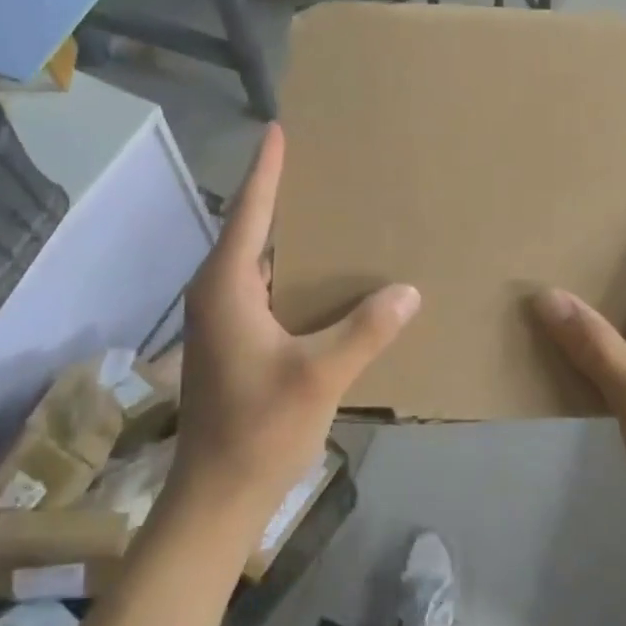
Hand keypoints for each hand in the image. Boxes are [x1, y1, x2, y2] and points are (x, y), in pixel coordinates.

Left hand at [170, 124, 419, 529]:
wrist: (218, 496)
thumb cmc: (260, 429)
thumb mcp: (320, 376)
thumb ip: (365, 330)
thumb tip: (408, 290)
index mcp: (227, 287)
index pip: (249, 212)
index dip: (266, 170)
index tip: (279, 129)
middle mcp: (216, 294)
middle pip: (250, 231)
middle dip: (279, 196)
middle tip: (320, 164)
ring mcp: (220, 320)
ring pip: (256, 263)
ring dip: (286, 237)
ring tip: (328, 211)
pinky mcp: (231, 342)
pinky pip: (261, 289)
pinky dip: (289, 273)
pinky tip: (321, 278)